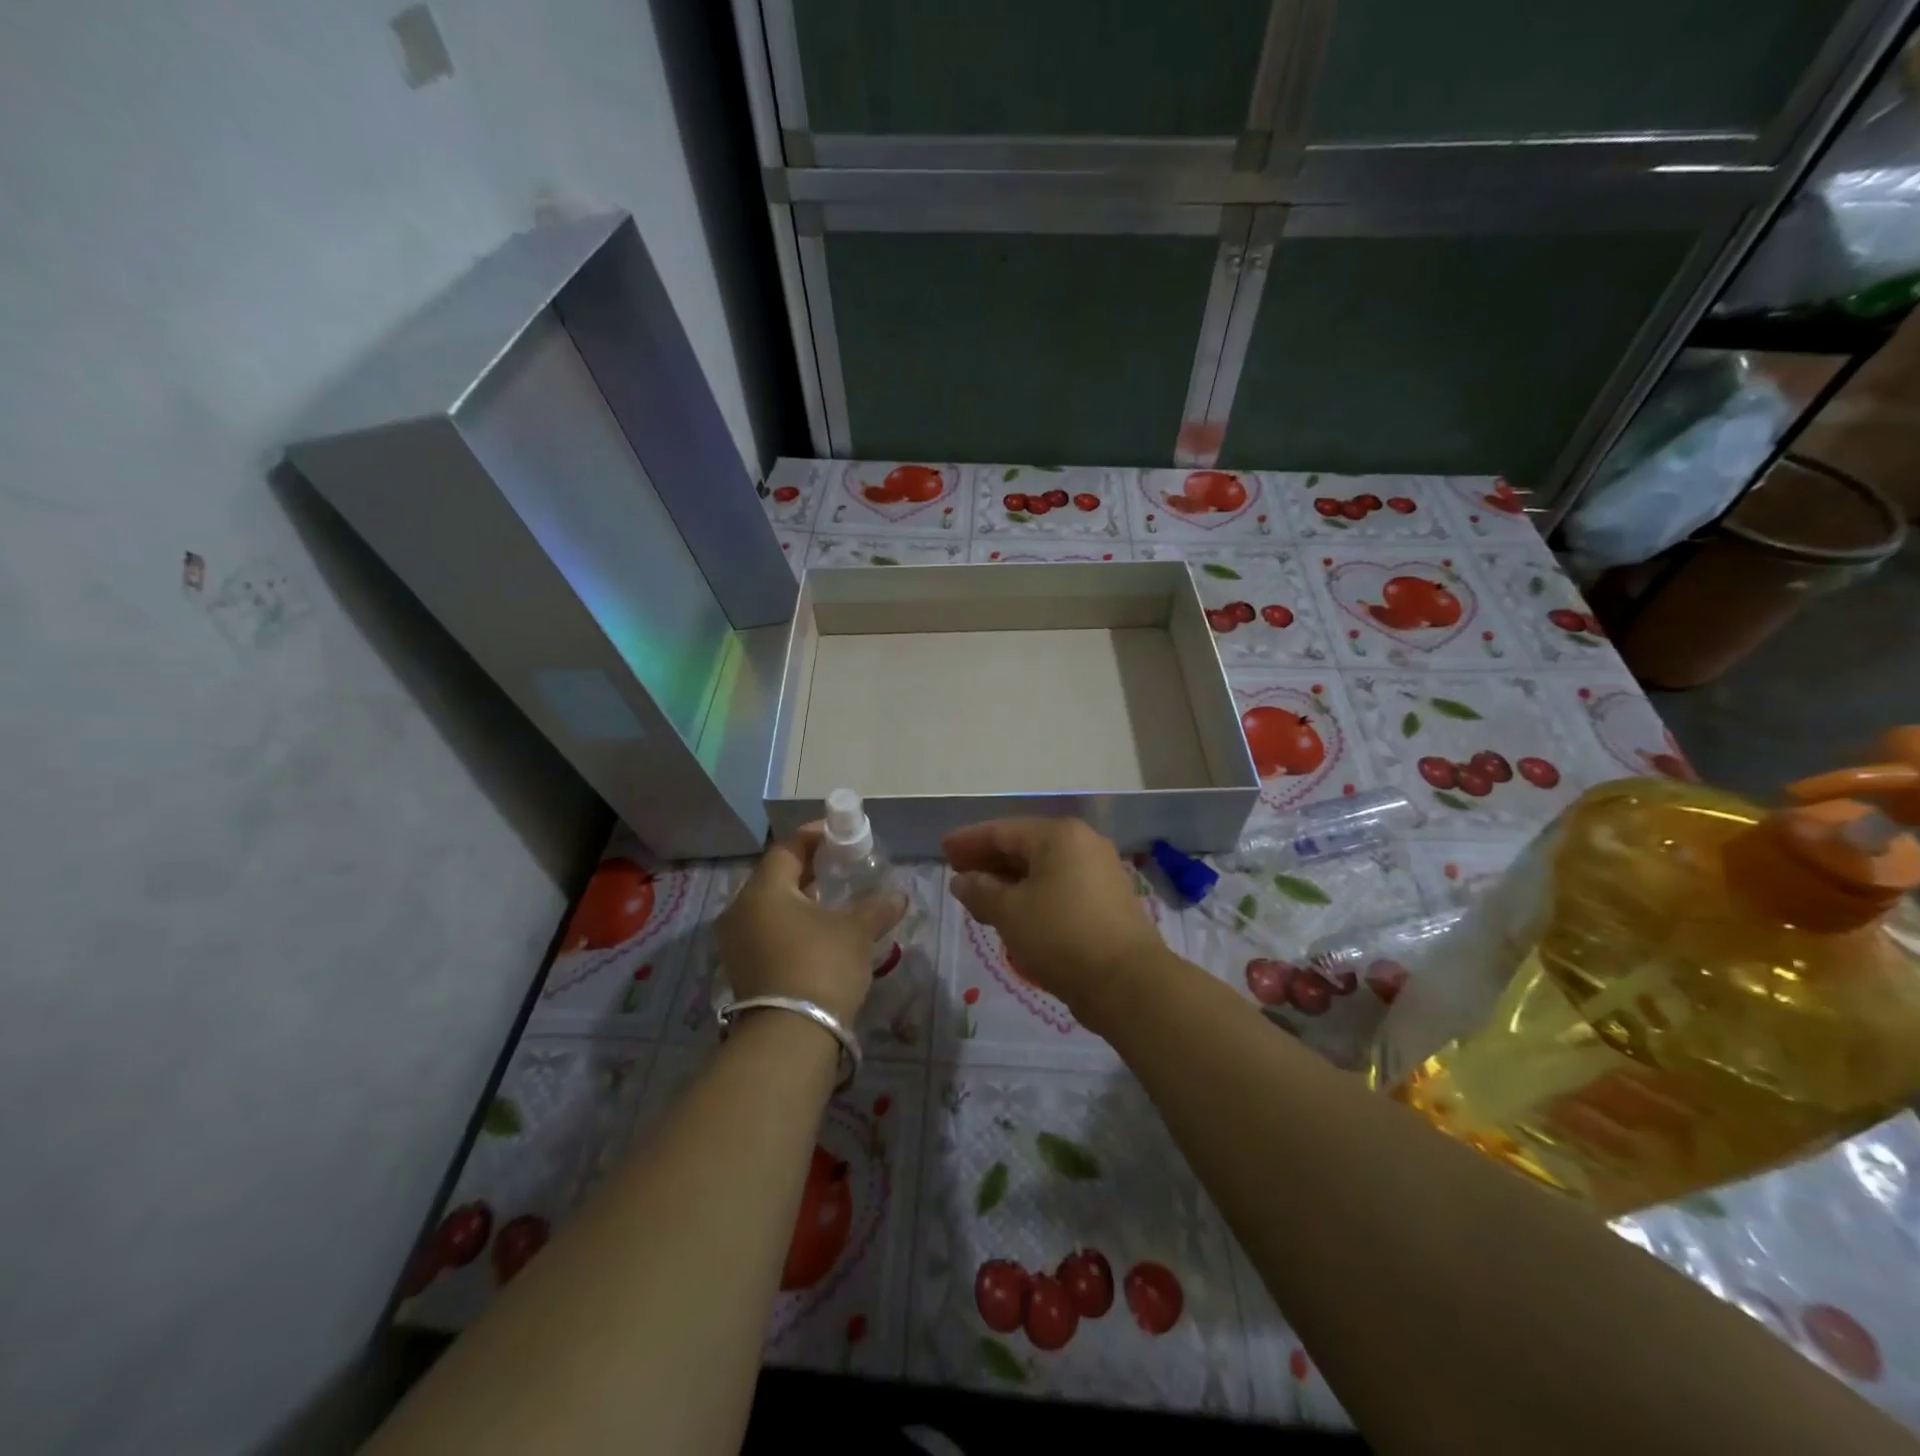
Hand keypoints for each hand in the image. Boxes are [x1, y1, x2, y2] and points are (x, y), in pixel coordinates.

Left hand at [717, 824, 905, 1028]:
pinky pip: (769, 931)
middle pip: (777, 876)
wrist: (790, 1038)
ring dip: (802, 898)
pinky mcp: (744, 970)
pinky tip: (820, 932)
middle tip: (842, 865)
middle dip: (810, 868)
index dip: (815, 836)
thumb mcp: (856, 931)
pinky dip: (793, 924)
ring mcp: (737, 943)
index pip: (788, 848)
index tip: (841, 833)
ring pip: (772, 906)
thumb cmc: (821, 966)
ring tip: (835, 898)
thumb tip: (899, 896)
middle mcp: (741, 911)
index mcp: (763, 890)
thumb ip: (877, 907)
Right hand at [944, 818, 1166, 1028]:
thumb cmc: (1061, 935)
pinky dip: (1031, 894)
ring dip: (1008, 880)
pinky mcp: (1106, 901)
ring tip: (978, 896)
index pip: (1003, 830)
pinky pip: (1058, 887)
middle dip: (988, 860)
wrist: (1127, 982)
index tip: (943, 850)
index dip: (969, 840)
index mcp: (1059, 835)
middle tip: (957, 873)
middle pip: (1024, 846)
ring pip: (1042, 869)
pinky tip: (1012, 912)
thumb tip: (962, 881)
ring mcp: (1098, 872)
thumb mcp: (1010, 912)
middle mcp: (1082, 844)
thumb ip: (981, 890)